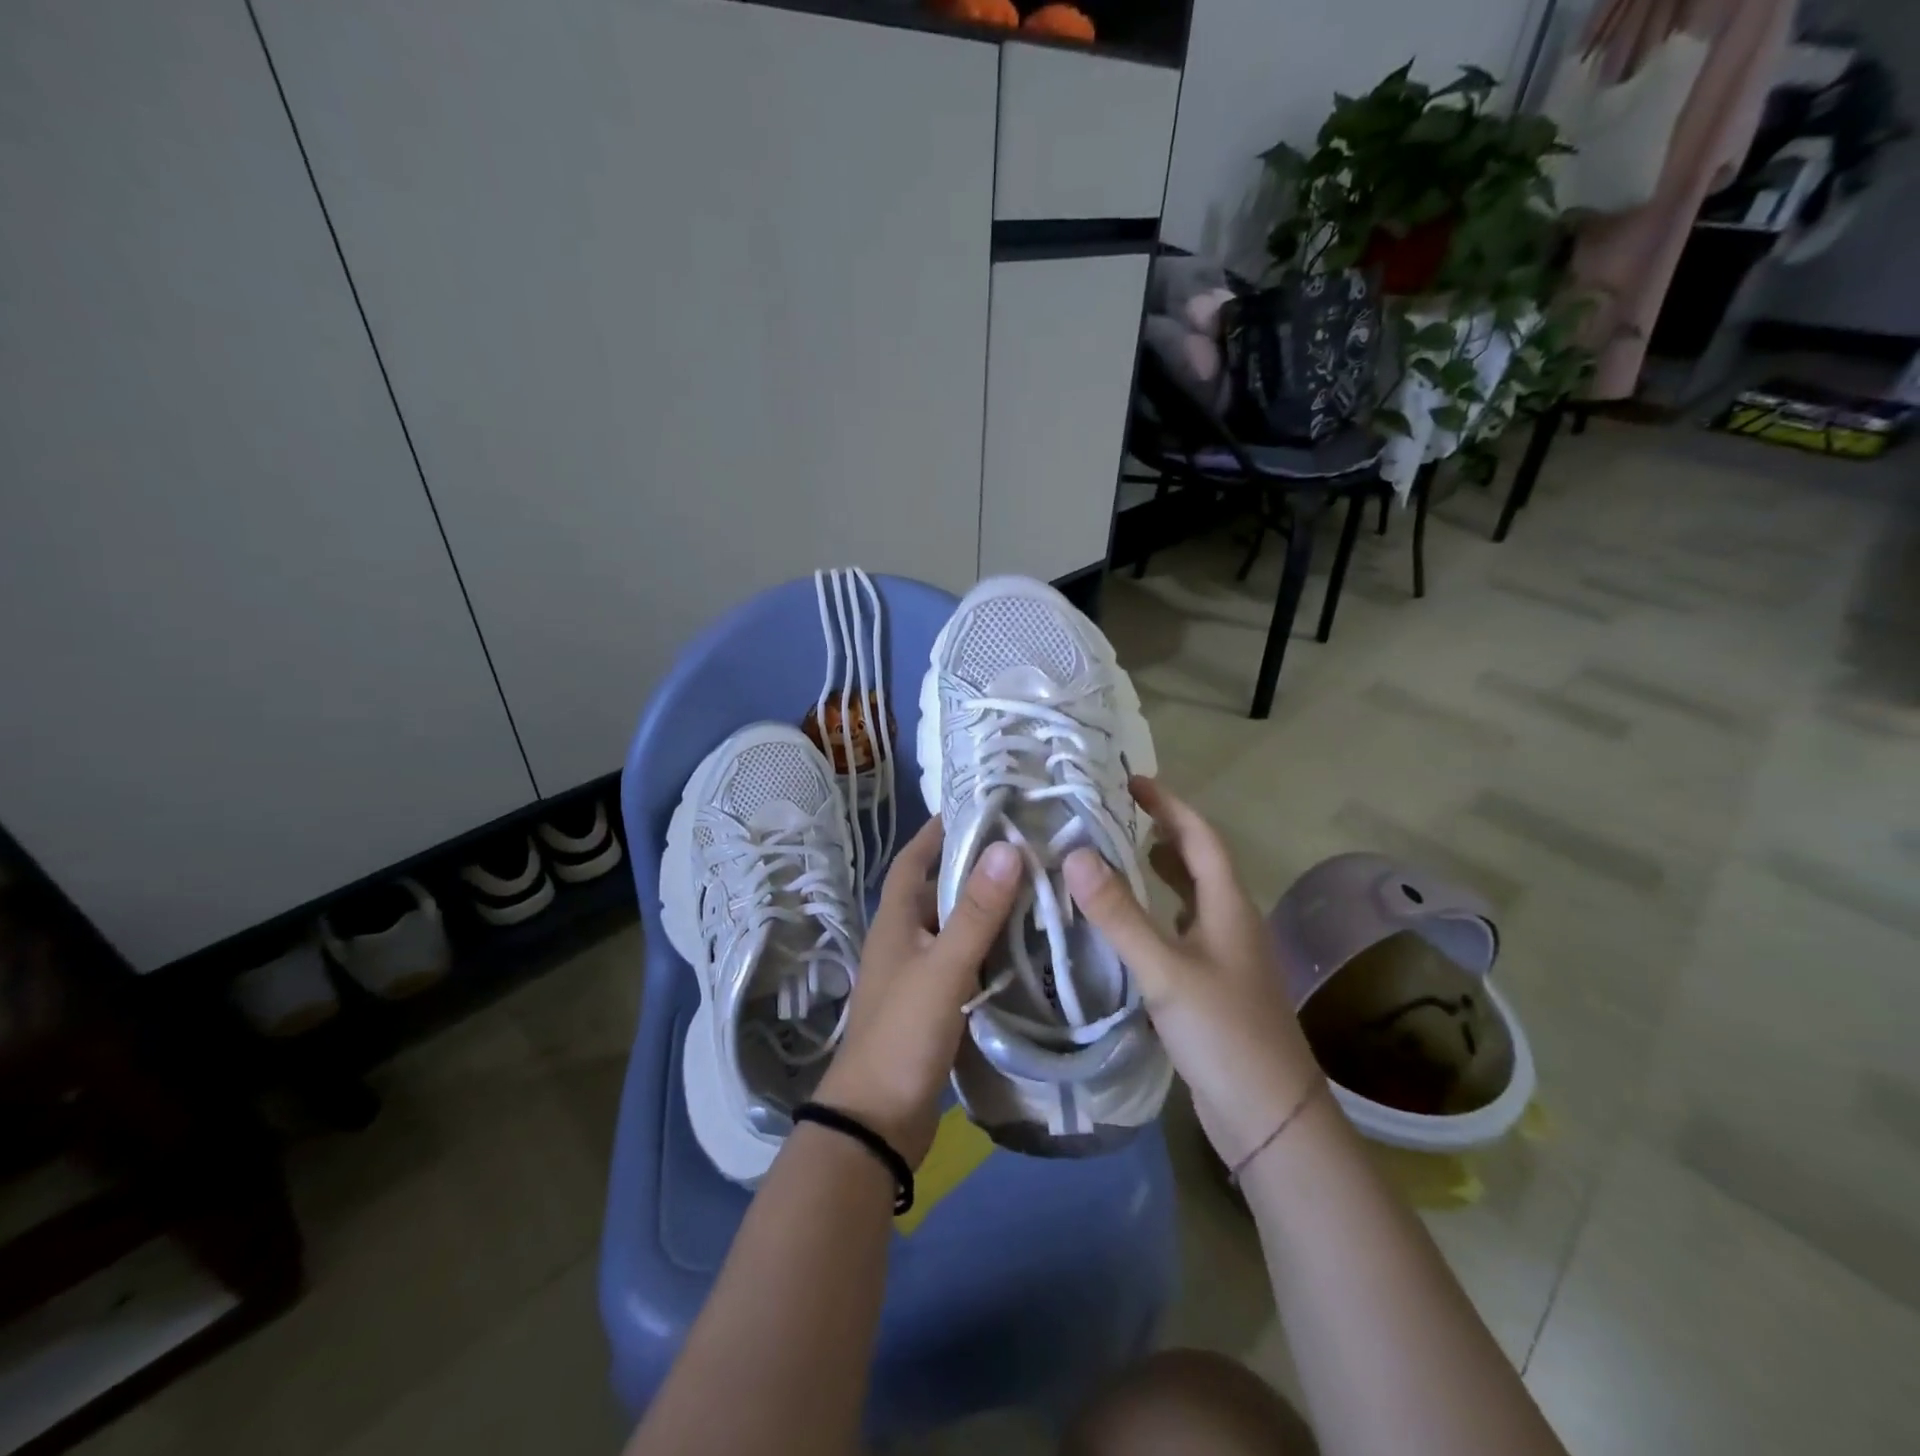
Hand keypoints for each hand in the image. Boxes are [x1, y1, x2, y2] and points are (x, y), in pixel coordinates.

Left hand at [813, 817, 1020, 1167]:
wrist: (877, 1122)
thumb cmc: (903, 1034)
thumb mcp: (943, 968)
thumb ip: (976, 912)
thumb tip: (1006, 847)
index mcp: (894, 922)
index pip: (913, 860)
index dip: (937, 832)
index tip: (975, 807)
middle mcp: (902, 942)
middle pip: (937, 892)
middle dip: (974, 869)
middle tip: (1024, 849)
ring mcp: (917, 976)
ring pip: (954, 929)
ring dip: (985, 911)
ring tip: (1035, 890)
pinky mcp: (933, 1007)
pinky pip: (964, 964)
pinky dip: (989, 951)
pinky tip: (1024, 949)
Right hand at [1063, 777, 1321, 1168]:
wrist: (1270, 1118)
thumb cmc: (1224, 1034)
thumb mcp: (1165, 971)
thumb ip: (1120, 915)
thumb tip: (1075, 855)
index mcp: (1228, 907)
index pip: (1200, 838)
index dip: (1169, 805)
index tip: (1132, 782)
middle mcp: (1230, 923)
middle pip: (1198, 862)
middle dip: (1163, 832)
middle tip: (1117, 815)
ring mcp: (1224, 956)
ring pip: (1190, 897)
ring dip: (1160, 871)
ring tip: (1118, 856)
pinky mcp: (1213, 986)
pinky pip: (1181, 930)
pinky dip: (1156, 912)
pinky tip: (1129, 925)